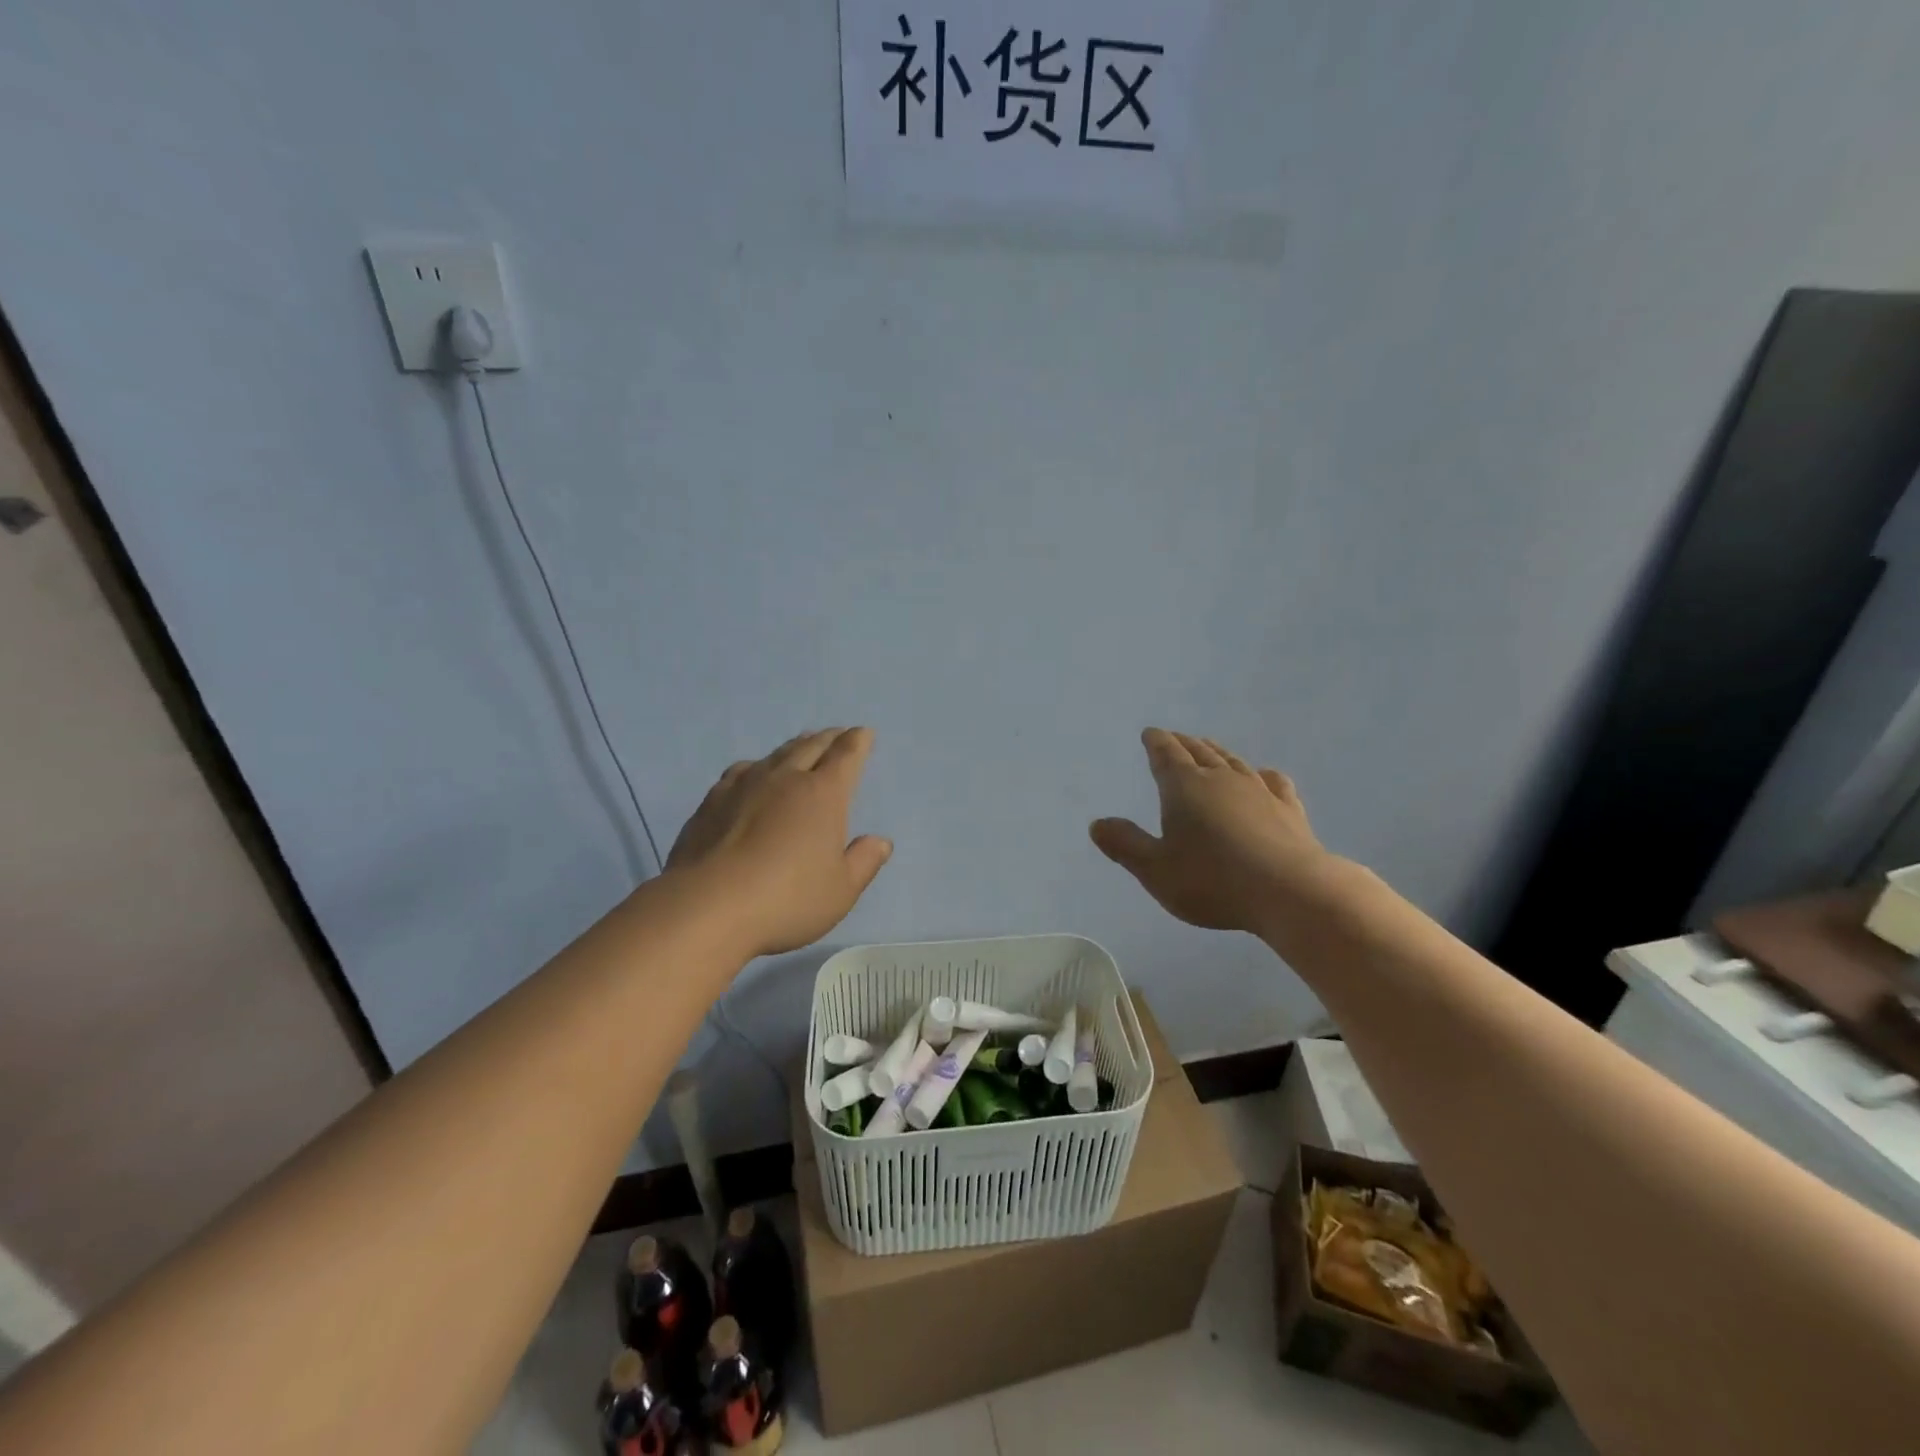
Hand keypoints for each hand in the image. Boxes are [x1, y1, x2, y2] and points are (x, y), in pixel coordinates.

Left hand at [666, 727, 891, 957]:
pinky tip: (752, 775)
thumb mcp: (840, 890)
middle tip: (837, 734)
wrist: (708, 906)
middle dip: (829, 738)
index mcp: (823, 794)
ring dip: (794, 747)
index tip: (863, 733)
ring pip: (776, 754)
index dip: (857, 742)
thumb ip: (863, 862)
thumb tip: (881, 841)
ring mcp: (744, 785)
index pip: (846, 756)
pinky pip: (742, 770)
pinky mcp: (712, 800)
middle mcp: (785, 778)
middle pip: (811, 746)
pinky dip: (757, 766)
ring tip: (801, 746)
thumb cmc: (787, 899)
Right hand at [1090, 729, 1333, 933]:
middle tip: (1174, 738)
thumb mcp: (1155, 870)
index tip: (1150, 733)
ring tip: (1209, 748)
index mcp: (1184, 787)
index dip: (1156, 742)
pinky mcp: (1288, 809)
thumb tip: (1097, 824)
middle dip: (1183, 743)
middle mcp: (1221, 779)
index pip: (1166, 754)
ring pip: (1233, 761)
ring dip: (1217, 752)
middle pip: (1199, 751)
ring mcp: (1259, 791)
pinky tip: (1263, 776)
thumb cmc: (1212, 881)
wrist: (1290, 891)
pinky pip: (1272, 781)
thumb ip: (1125, 844)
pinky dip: (1262, 774)